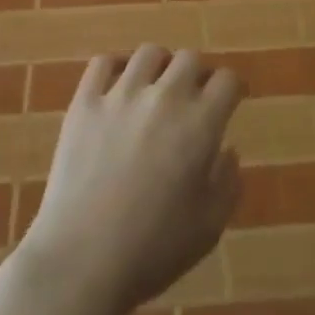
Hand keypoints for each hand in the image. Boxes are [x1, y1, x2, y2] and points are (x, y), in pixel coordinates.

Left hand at [18, 46, 244, 314]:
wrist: (82, 261)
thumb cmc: (153, 251)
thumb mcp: (208, 228)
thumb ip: (227, 183)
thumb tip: (228, 149)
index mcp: (199, 124)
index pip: (226, 80)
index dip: (232, 88)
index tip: (230, 99)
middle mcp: (164, 96)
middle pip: (189, 58)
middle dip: (197, 74)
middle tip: (192, 98)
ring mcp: (121, 94)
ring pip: (148, 54)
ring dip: (159, 67)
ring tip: (155, 87)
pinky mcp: (85, 101)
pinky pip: (102, 63)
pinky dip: (114, 67)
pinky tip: (117, 84)